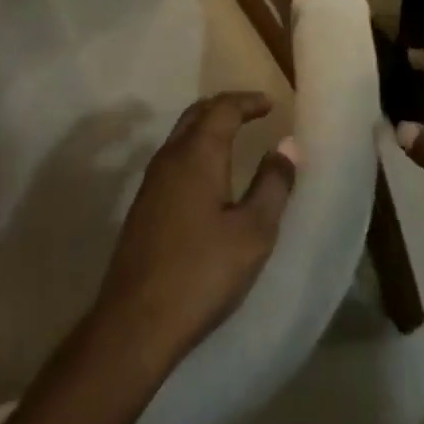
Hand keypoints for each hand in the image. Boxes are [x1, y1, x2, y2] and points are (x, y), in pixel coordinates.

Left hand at [96, 91, 295, 366]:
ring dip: (208, 127)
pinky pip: (173, 157)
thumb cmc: (202, 273)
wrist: (136, 322)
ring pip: (181, 135)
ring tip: (235, 138)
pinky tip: (208, 175)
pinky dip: (195, 149)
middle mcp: (170, 156)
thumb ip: (273, 185)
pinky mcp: (143, 205)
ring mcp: (151, 181)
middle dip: (226, 107)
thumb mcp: (253, 232)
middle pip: (197, 114)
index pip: (223, 108)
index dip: (248, 101)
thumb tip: (287, 144)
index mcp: (197, 153)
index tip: (271, 104)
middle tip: (253, 113)